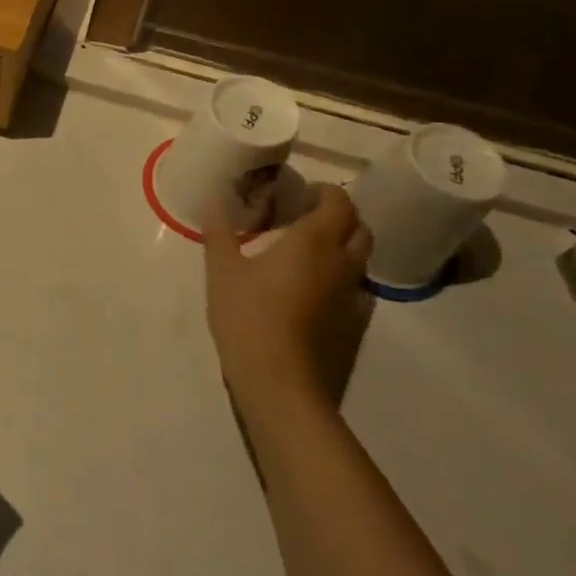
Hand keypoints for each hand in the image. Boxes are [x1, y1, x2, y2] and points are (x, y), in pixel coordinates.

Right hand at [205, 185, 371, 416]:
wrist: (281, 383)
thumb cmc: (248, 317)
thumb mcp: (222, 271)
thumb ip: (220, 234)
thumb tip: (215, 201)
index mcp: (314, 241)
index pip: (338, 202)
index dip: (324, 193)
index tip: (299, 195)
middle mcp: (342, 263)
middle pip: (358, 228)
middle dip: (338, 217)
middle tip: (304, 220)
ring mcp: (353, 296)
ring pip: (360, 259)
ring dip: (342, 248)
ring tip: (307, 255)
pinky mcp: (355, 325)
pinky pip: (356, 289)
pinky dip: (340, 279)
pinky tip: (313, 292)